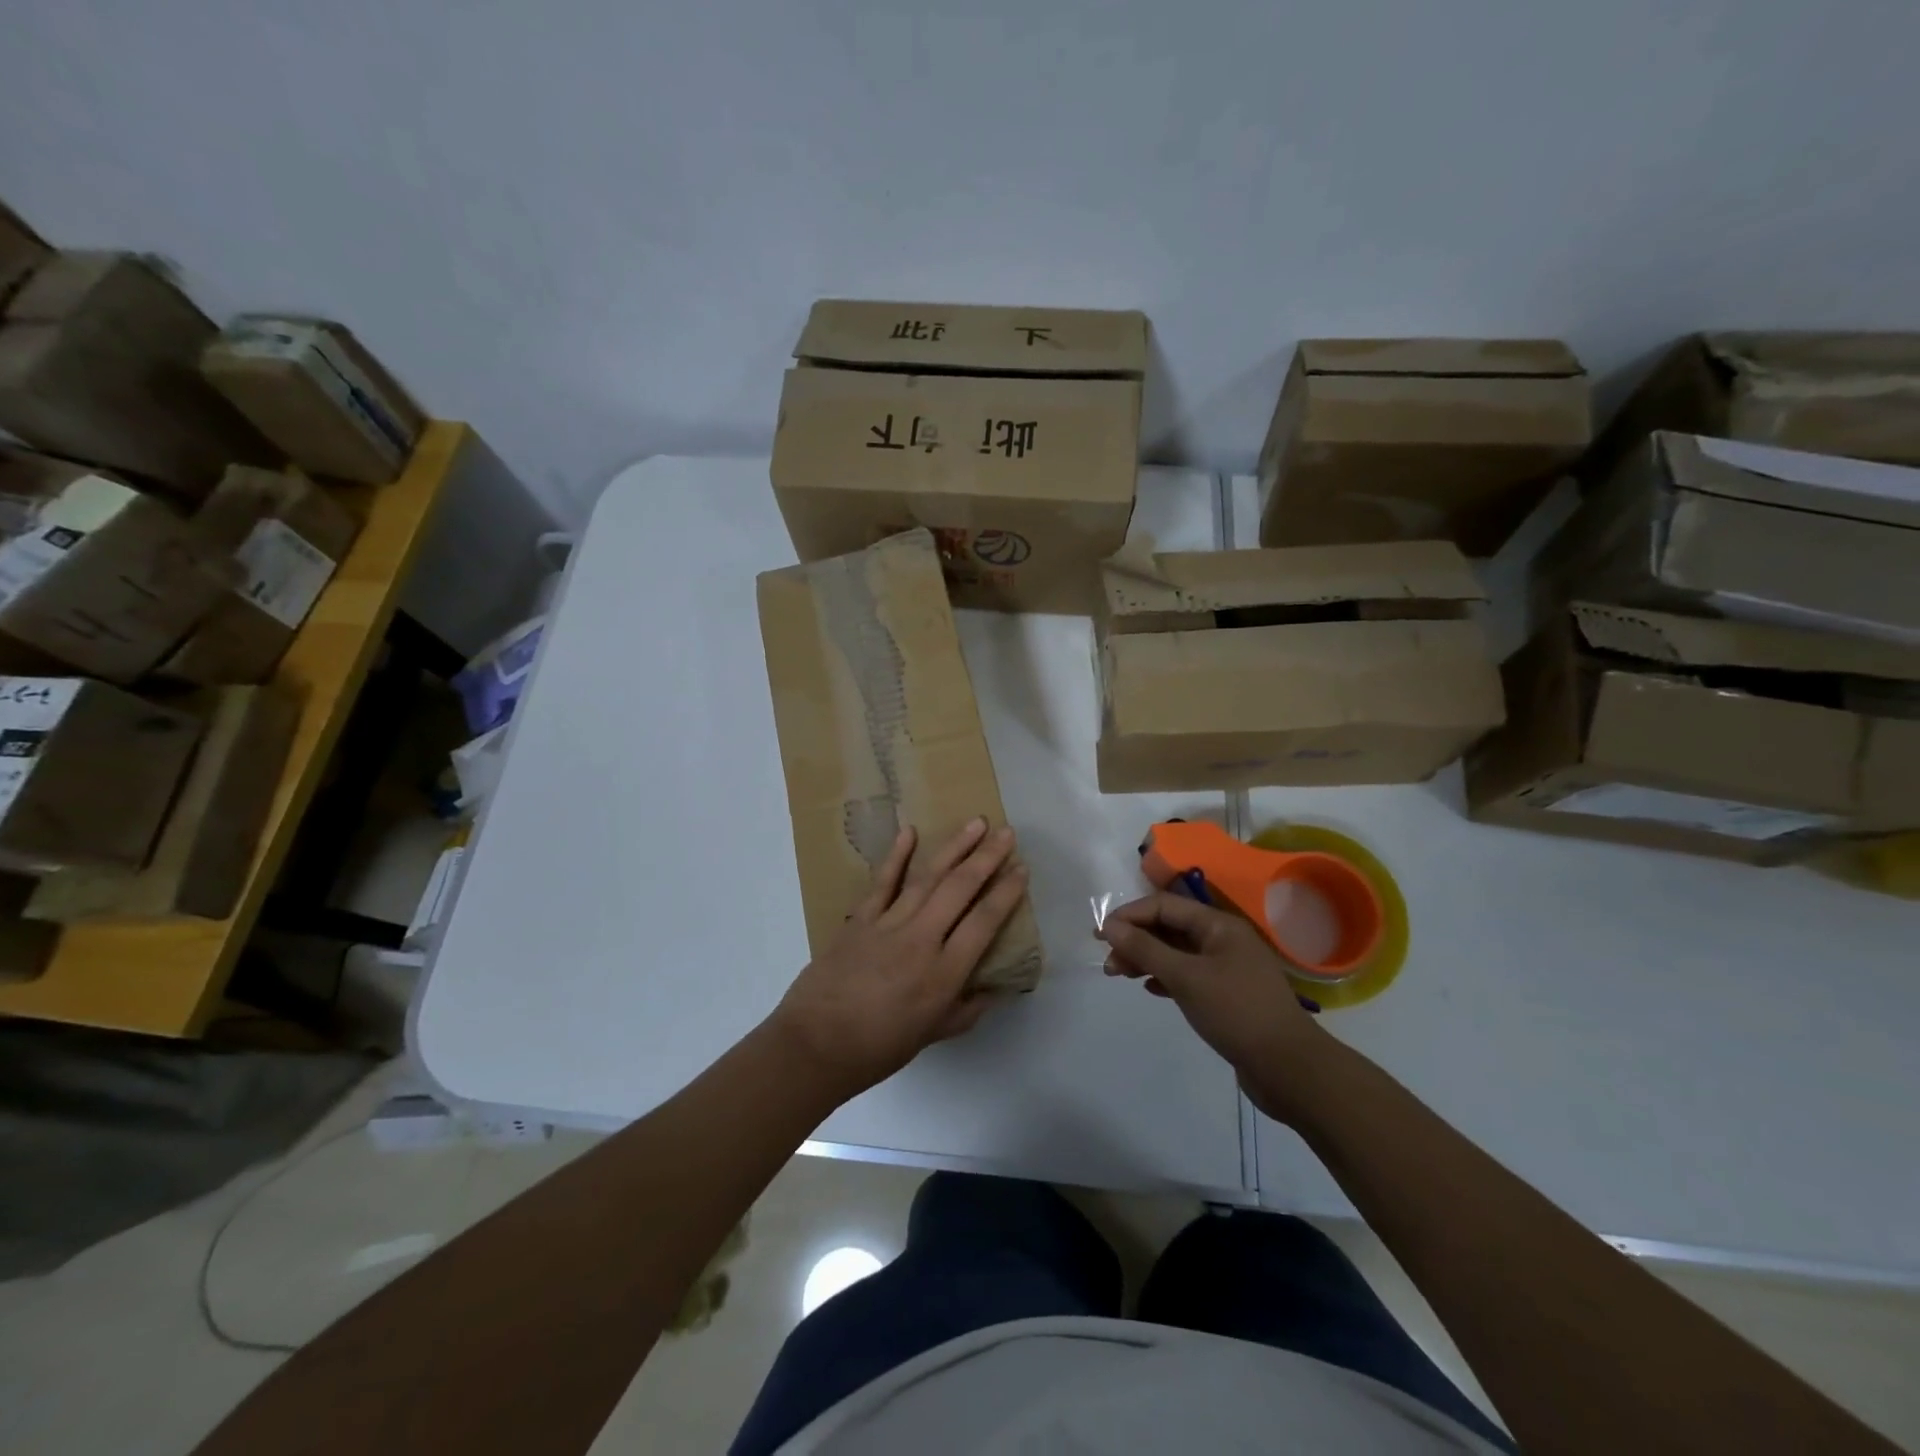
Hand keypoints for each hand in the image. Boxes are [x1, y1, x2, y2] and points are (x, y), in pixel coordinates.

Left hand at [771, 819, 1026, 1098]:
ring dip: (954, 848)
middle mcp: (921, 940)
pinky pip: (882, 882)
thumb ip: (968, 1008)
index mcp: (944, 973)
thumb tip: (994, 987)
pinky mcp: (860, 920)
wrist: (816, 1044)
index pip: (984, 922)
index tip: (1022, 869)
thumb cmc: (880, 1047)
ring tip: (976, 824)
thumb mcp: (934, 1034)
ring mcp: (888, 924)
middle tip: (1007, 833)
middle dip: (987, 858)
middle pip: (960, 889)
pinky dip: (896, 856)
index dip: (1006, 893)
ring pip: (928, 877)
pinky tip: (910, 832)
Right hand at [1098, 893, 1333, 1125]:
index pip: (1164, 905)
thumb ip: (1146, 949)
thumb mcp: (1185, 977)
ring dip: (1147, 959)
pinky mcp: (1227, 995)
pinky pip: (1188, 975)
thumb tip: (1110, 926)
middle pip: (1169, 928)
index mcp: (1219, 925)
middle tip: (1109, 962)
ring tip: (1120, 975)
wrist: (1289, 1068)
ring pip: (1177, 953)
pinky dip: (1165, 978)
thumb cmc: (1236, 1012)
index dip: (1130, 916)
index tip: (1100, 935)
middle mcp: (1223, 940)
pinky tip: (1151, 989)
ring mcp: (1227, 968)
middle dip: (1136, 939)